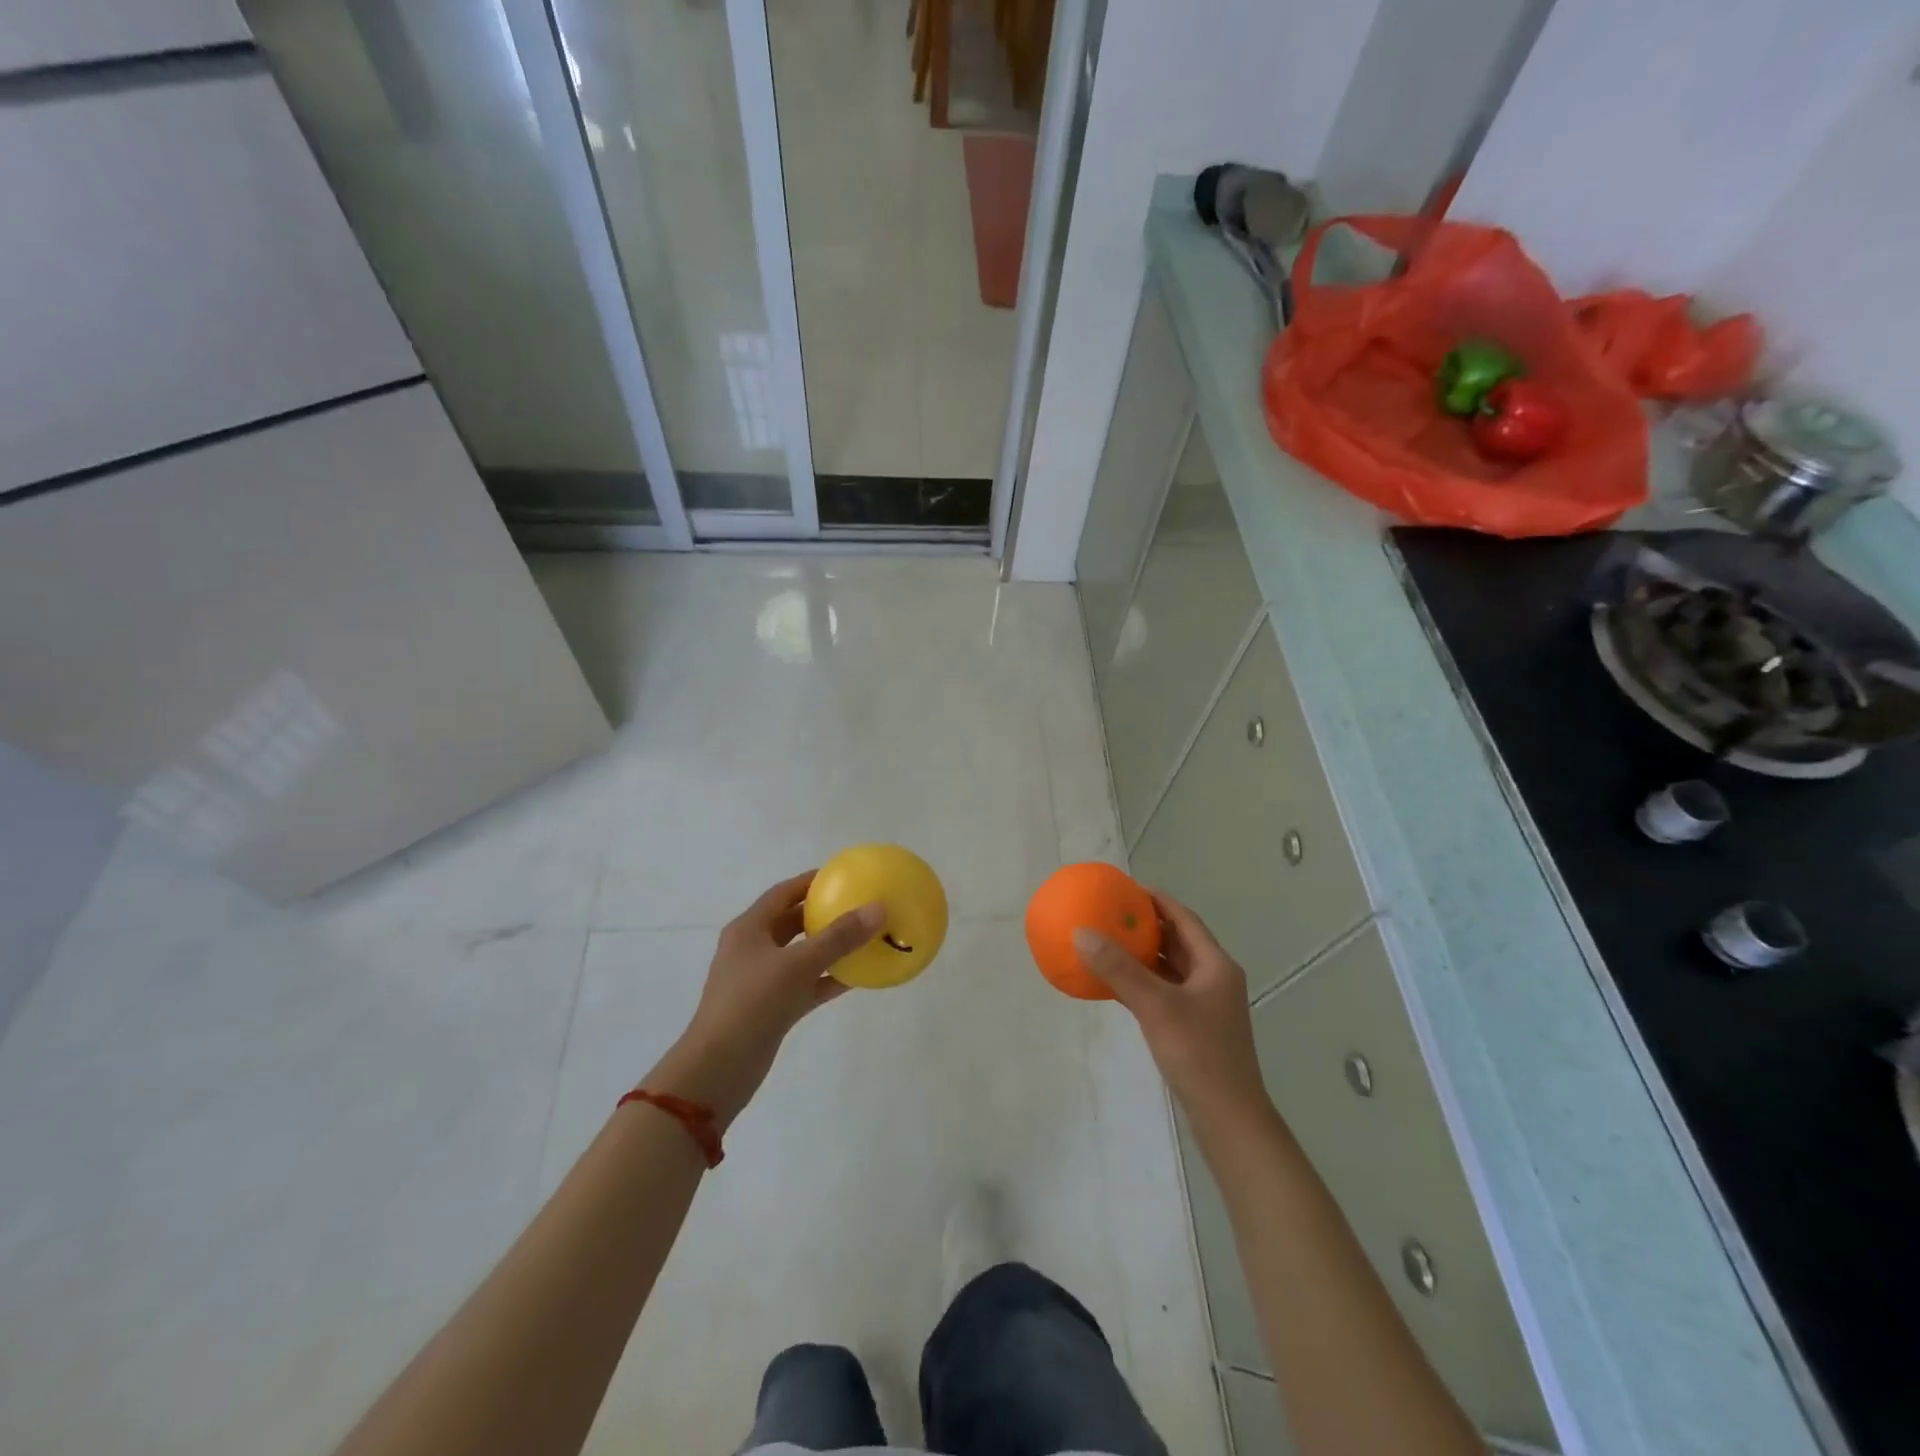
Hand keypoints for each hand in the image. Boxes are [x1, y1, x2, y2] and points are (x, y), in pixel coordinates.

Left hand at [646, 872, 882, 1128]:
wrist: (719, 1068)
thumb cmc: (753, 1003)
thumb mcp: (798, 964)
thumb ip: (839, 937)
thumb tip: (879, 908)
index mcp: (749, 929)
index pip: (783, 893)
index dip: (811, 882)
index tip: (843, 876)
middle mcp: (753, 950)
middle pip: (792, 922)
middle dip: (823, 914)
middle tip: (858, 906)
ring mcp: (761, 981)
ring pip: (801, 955)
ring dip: (829, 948)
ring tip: (864, 938)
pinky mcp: (771, 1008)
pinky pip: (806, 984)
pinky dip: (828, 979)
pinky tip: (858, 977)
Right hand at [1075, 891, 1270, 1129]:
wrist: (1229, 1119)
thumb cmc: (1199, 1055)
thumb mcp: (1156, 1007)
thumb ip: (1119, 969)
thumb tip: (1081, 932)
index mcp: (1215, 965)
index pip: (1184, 919)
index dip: (1157, 900)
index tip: (1126, 888)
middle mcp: (1214, 979)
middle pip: (1178, 940)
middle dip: (1146, 925)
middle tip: (1112, 912)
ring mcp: (1205, 1005)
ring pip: (1171, 968)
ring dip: (1143, 954)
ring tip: (1109, 941)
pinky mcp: (1194, 1027)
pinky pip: (1164, 992)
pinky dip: (1142, 982)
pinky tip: (1115, 984)